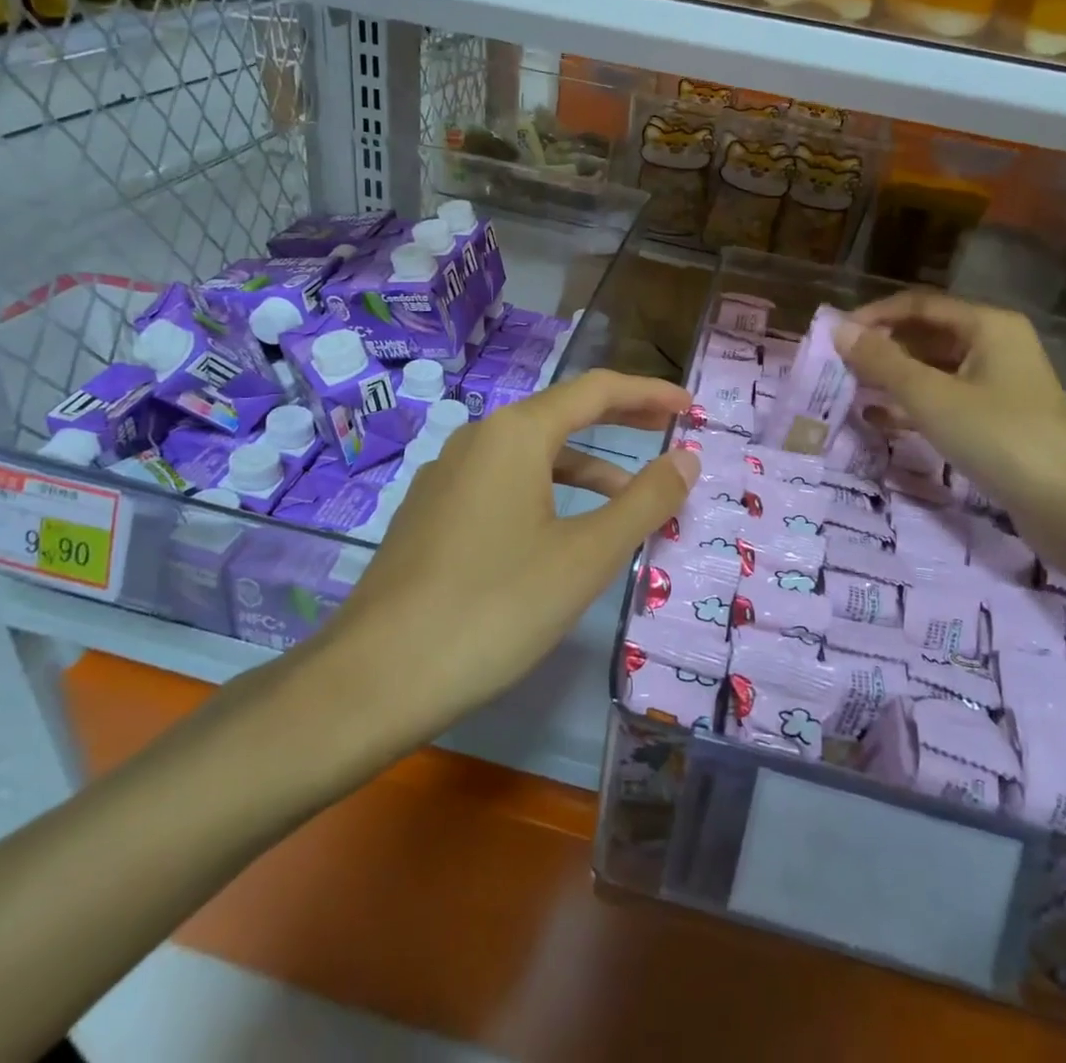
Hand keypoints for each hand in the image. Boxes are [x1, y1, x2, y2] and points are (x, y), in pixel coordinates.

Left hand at [288, 369, 698, 755]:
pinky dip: (547, 492)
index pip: (596, 390)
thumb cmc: (495, 607)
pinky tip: (560, 532)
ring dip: (585, 466)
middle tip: (669, 428)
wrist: (375, 677)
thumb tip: (686, 458)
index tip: (690, 407)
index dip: (649, 393)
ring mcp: (447, 477)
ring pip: (531, 456)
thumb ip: (644, 501)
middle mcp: (477, 440)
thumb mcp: (586, 555)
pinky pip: (503, 485)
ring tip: (628, 498)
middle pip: (561, 414)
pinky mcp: (431, 514)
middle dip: (619, 419)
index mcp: (515, 434)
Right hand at [834, 290, 1065, 522]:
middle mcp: (996, 345)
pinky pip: (945, 399)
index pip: (919, 304)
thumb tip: (838, 329)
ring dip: (893, 377)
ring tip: (851, 391)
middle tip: (839, 367)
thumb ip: (881, 362)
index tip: (835, 337)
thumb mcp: (930, 397)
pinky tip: (880, 419)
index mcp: (987, 325)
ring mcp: (999, 384)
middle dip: (882, 348)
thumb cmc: (998, 437)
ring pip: (934, 369)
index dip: (874, 316)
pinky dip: (913, 404)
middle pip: (927, 334)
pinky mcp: (998, 419)